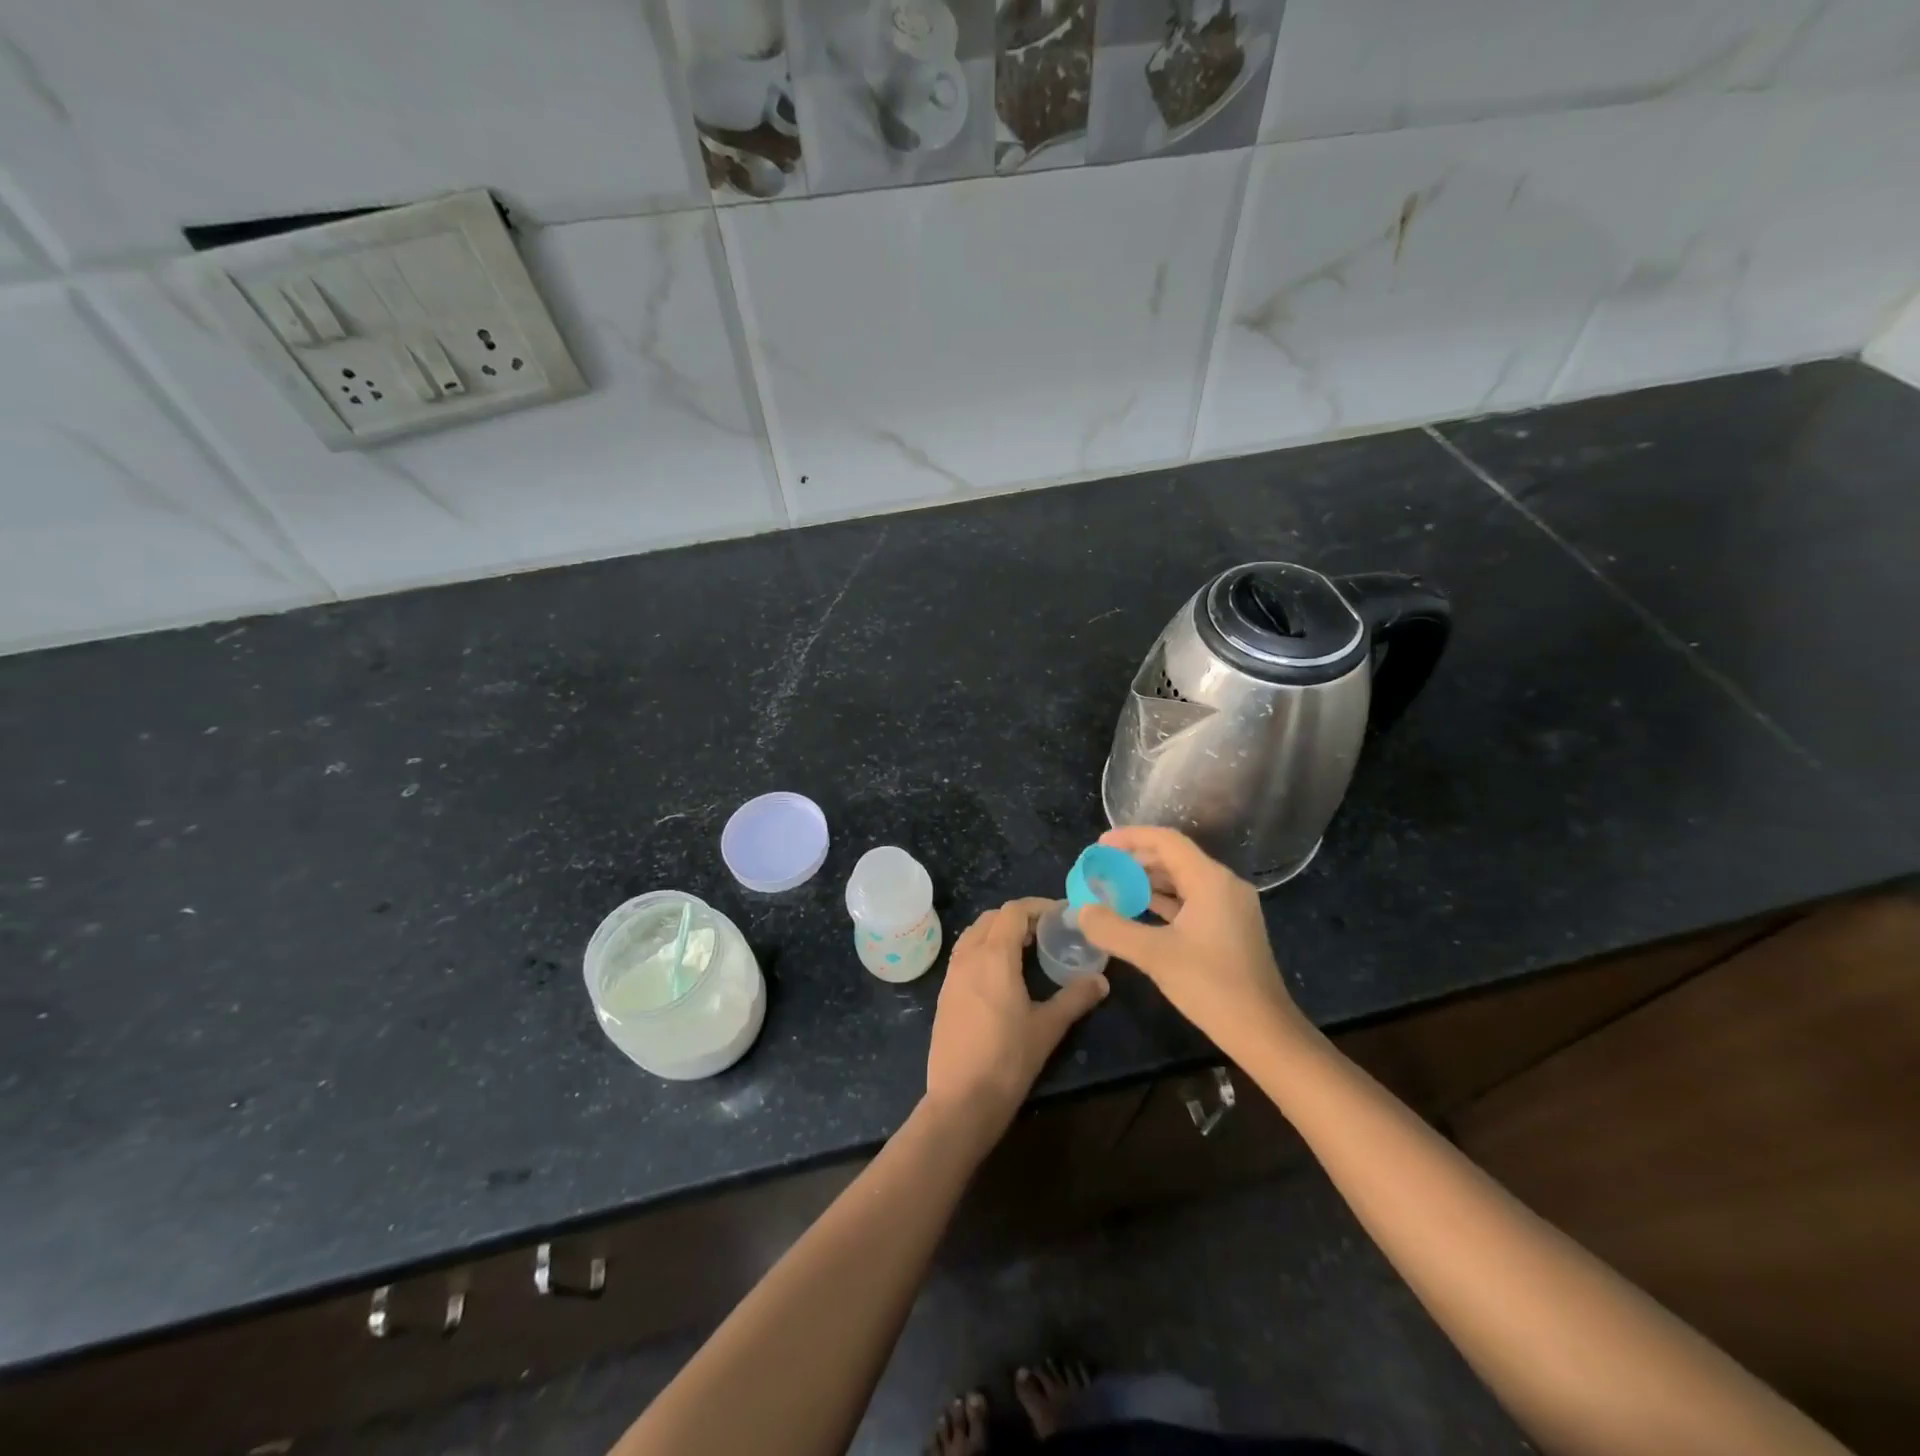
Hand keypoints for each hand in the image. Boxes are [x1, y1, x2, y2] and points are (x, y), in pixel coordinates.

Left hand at [924, 897, 1108, 1133]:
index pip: (1013, 911)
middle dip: (1018, 917)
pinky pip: (964, 955)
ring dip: (997, 932)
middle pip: (991, 918)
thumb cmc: (1008, 1059)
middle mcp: (968, 956)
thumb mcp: (1048, 1027)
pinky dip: (983, 950)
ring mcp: (951, 974)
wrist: (961, 1099)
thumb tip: (1102, 980)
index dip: (1038, 906)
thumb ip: (1076, 998)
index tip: (1061, 915)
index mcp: (994, 955)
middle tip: (1045, 933)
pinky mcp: (944, 993)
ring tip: (1024, 950)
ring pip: (974, 934)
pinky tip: (1001, 975)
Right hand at [1076, 827, 1305, 1050]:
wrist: (1264, 1033)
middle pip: (1174, 858)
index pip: (1166, 841)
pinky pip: (1191, 901)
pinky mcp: (1230, 928)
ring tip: (1113, 889)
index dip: (1130, 838)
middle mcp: (1224, 885)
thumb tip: (1082, 910)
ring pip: (1183, 880)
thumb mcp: (1154, 955)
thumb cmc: (1211, 986)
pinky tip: (1139, 912)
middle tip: (1102, 870)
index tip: (1099, 846)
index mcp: (1210, 880)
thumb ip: (1113, 928)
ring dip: (1148, 882)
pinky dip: (1163, 901)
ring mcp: (1230, 907)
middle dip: (1135, 861)